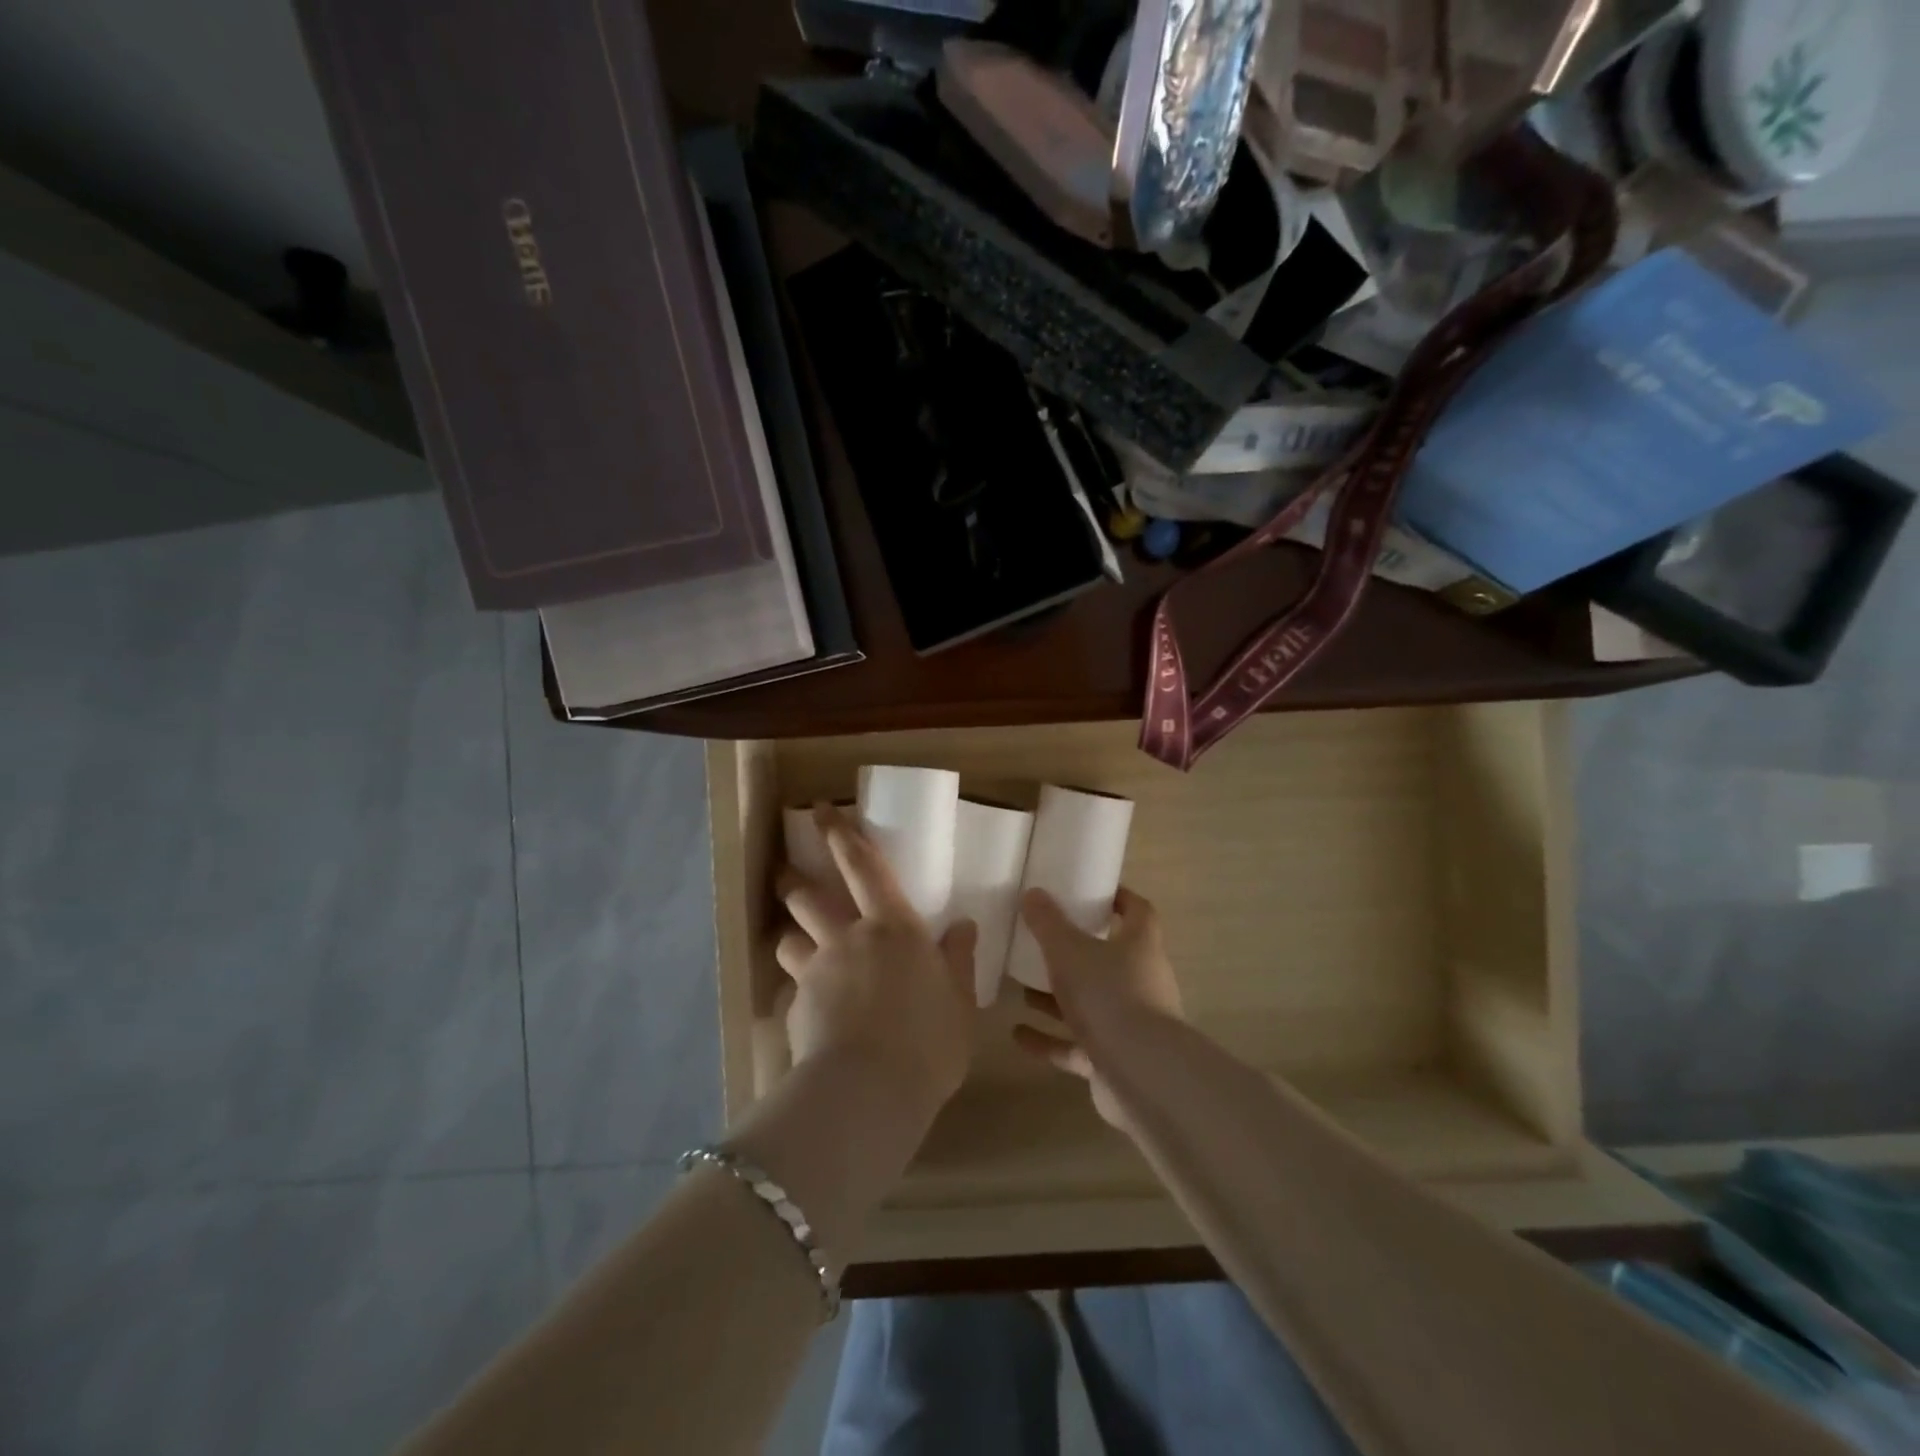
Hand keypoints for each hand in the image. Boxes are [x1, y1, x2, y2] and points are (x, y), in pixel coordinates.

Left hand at [774, 806, 977, 1125]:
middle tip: (786, 873)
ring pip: (789, 940)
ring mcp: (816, 973)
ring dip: (792, 938)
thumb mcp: (960, 1004)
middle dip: (794, 879)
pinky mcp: (796, 1009)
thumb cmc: (928, 1042)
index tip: (820, 809)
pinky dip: (800, 992)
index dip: (841, 834)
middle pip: (808, 896)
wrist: (869, 1093)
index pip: (863, 866)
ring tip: (797, 947)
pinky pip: (793, 990)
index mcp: (892, 927)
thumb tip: (965, 925)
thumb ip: (960, 962)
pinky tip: (811, 1014)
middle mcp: (847, 939)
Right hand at [1011, 887, 1181, 1130]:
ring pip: (1090, 1003)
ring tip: (1020, 990)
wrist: (1141, 1074)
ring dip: (1057, 999)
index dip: (1118, 899)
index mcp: (1140, 945)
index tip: (1089, 893)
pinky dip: (1049, 1040)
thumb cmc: (1109, 995)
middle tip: (1041, 944)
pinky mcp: (1115, 1060)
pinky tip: (1017, 1035)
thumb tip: (1033, 893)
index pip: (1137, 912)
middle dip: (1075, 953)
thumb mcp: (1069, 950)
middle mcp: (1142, 981)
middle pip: (1109, 959)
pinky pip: (1077, 1045)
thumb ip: (1048, 922)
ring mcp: (1131, 1024)